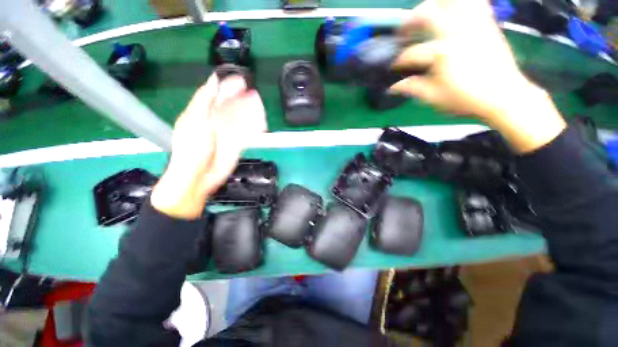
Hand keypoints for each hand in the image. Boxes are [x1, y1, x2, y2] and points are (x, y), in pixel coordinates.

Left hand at [151, 74, 266, 218]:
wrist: (199, 177)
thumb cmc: (192, 149)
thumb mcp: (195, 121)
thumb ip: (204, 101)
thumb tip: (213, 80)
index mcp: (201, 113)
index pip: (215, 95)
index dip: (227, 87)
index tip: (240, 81)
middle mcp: (215, 122)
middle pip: (231, 107)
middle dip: (242, 100)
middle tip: (253, 94)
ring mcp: (227, 134)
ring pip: (242, 120)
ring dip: (251, 113)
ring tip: (259, 106)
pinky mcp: (236, 144)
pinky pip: (247, 134)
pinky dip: (255, 129)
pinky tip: (261, 124)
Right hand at [391, 0, 565, 152]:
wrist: (503, 96)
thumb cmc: (467, 99)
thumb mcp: (434, 97)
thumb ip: (412, 88)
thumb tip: (393, 87)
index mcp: (442, 53)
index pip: (412, 53)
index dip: (399, 60)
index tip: (394, 66)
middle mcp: (457, 31)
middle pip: (428, 13)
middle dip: (410, 21)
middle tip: (404, 31)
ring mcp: (474, 24)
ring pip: (451, 1)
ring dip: (435, 4)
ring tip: (426, 13)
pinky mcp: (487, 24)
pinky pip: (475, 2)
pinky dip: (462, 3)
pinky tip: (453, 9)